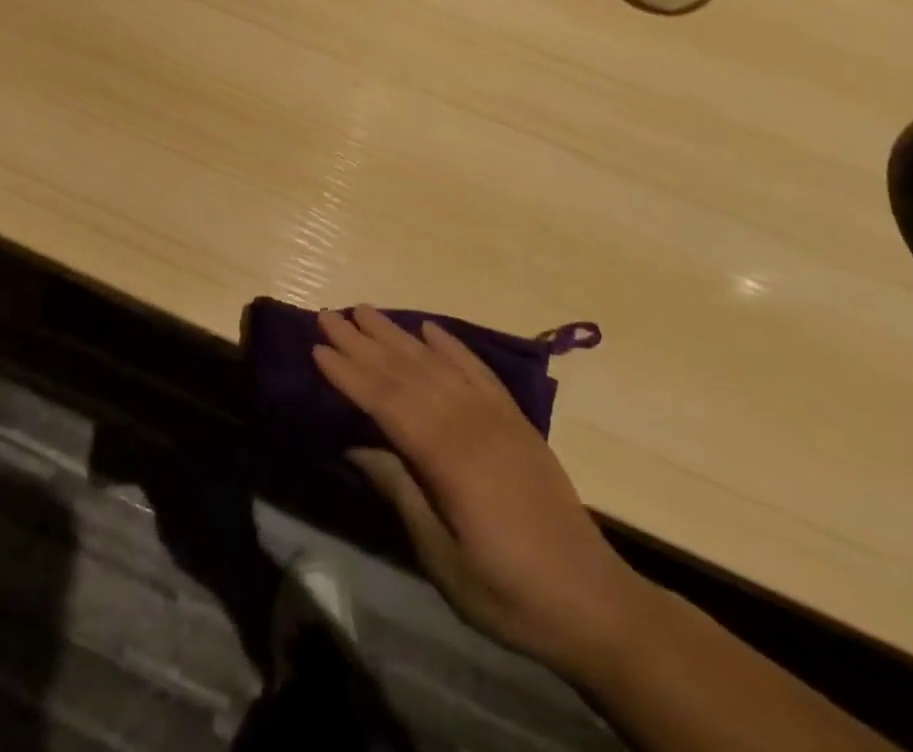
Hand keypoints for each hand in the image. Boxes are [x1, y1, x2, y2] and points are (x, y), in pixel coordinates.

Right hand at [313, 307, 651, 679]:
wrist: (595, 602)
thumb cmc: (509, 590)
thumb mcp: (443, 557)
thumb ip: (401, 491)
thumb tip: (355, 444)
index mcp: (450, 458)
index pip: (387, 402)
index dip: (350, 374)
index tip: (317, 348)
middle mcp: (471, 423)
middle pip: (407, 372)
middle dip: (363, 343)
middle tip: (328, 316)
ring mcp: (497, 417)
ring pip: (437, 363)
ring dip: (397, 335)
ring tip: (364, 311)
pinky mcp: (516, 420)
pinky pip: (477, 370)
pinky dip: (451, 346)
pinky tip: (430, 329)